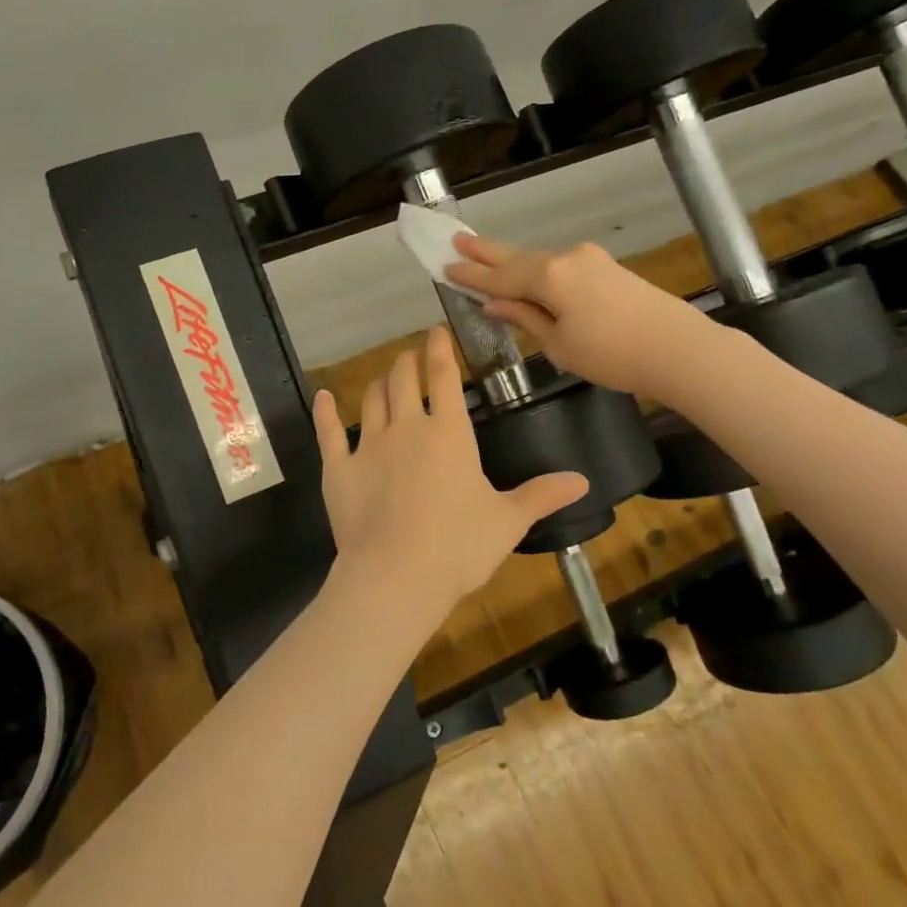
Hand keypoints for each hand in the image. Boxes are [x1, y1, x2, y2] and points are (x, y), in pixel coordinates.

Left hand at [312, 327, 587, 634]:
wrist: (397, 575)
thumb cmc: (459, 546)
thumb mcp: (507, 521)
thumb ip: (541, 495)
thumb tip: (583, 480)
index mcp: (449, 434)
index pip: (444, 377)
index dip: (440, 350)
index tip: (436, 331)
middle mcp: (407, 427)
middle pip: (404, 379)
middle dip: (408, 361)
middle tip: (411, 354)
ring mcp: (369, 445)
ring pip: (371, 399)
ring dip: (379, 382)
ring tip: (385, 377)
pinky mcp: (339, 467)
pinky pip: (328, 431)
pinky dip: (324, 411)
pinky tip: (323, 396)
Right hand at [446, 231, 718, 402]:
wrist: (680, 350)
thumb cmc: (613, 356)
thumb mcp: (559, 345)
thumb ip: (524, 318)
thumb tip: (494, 304)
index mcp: (550, 277)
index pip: (499, 278)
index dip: (471, 277)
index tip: (445, 268)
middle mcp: (566, 258)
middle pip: (517, 257)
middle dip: (486, 252)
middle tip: (456, 240)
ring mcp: (589, 259)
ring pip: (538, 261)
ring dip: (510, 262)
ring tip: (482, 255)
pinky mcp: (605, 268)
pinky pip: (558, 267)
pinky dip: (535, 271)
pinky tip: (525, 275)